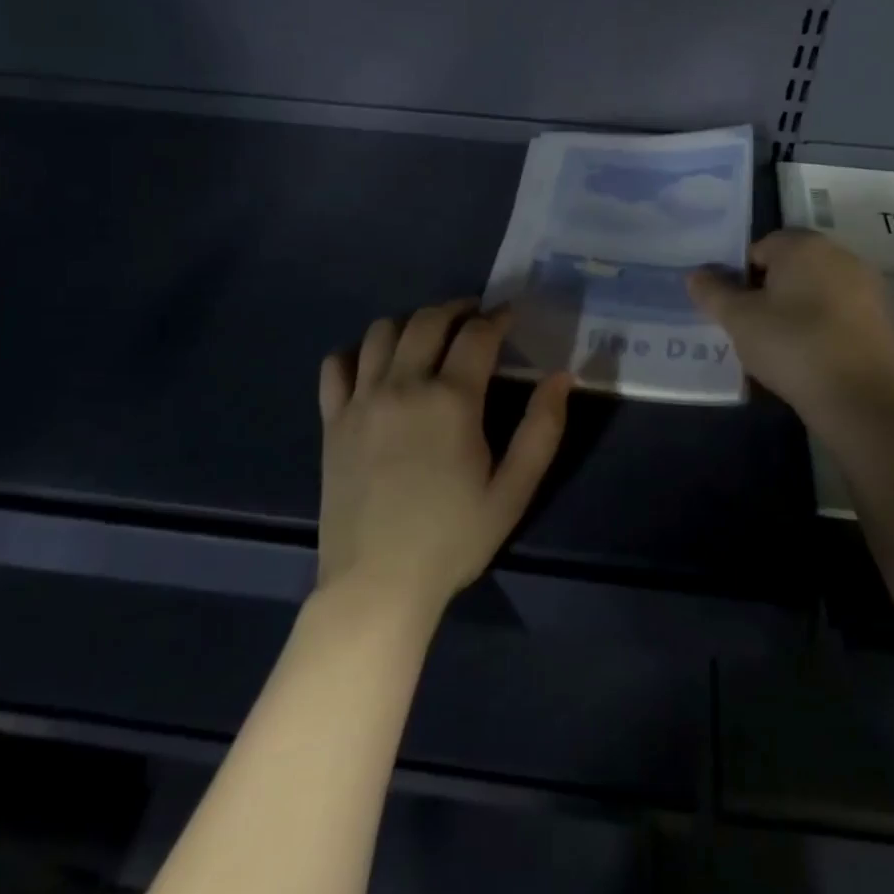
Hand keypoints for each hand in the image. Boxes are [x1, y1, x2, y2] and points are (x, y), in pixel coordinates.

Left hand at [317, 300, 571, 617]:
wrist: (378, 584)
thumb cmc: (453, 539)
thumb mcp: (513, 490)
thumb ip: (542, 429)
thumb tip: (561, 377)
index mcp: (452, 400)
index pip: (477, 335)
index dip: (497, 317)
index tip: (510, 314)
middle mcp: (404, 386)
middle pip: (428, 320)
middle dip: (456, 308)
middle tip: (474, 317)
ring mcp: (362, 400)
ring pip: (381, 332)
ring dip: (410, 322)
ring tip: (428, 336)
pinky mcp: (332, 421)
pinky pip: (336, 365)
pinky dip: (356, 352)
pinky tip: (375, 366)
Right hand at [689, 230, 893, 423]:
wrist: (867, 404)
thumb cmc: (794, 348)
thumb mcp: (739, 321)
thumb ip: (713, 292)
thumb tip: (696, 274)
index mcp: (805, 246)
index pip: (762, 247)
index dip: (742, 277)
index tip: (736, 311)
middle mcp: (844, 256)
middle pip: (795, 267)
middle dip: (773, 292)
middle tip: (756, 330)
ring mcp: (874, 289)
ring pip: (823, 292)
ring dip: (803, 311)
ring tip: (787, 350)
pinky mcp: (893, 322)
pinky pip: (848, 317)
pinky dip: (831, 331)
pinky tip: (821, 363)